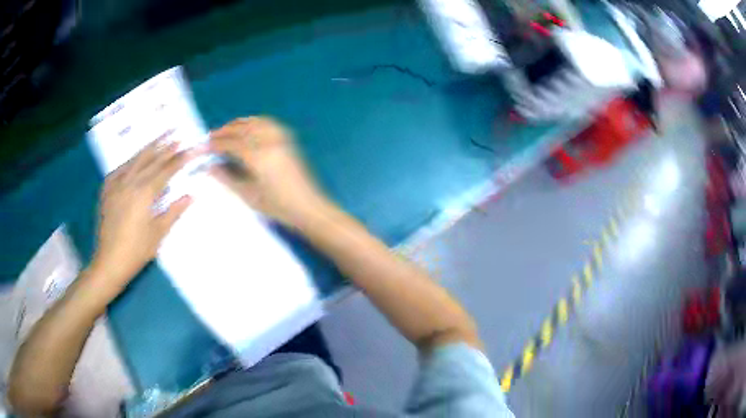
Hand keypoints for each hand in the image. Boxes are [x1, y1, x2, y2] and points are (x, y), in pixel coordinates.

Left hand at [91, 138, 198, 292]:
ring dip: (148, 148)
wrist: (109, 261)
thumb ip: (173, 211)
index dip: (179, 159)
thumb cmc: (136, 251)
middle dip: (164, 146)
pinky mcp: (107, 191)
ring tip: (158, 137)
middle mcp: (130, 183)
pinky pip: (119, 170)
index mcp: (145, 193)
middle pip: (150, 159)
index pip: (166, 170)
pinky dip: (129, 162)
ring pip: (134, 160)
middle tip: (175, 133)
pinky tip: (133, 160)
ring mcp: (116, 185)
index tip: (191, 148)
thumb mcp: (158, 234)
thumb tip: (190, 195)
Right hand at [209, 117, 331, 227]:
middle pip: (241, 128)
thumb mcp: (248, 196)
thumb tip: (209, 166)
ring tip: (226, 132)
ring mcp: (280, 138)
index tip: (202, 148)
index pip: (229, 144)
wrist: (308, 207)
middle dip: (223, 131)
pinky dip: (254, 122)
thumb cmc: (278, 207)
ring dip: (238, 124)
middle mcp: (268, 141)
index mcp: (257, 156)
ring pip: (254, 122)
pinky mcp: (288, 140)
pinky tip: (248, 129)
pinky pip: (268, 123)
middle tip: (210, 139)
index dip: (213, 145)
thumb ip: (226, 178)